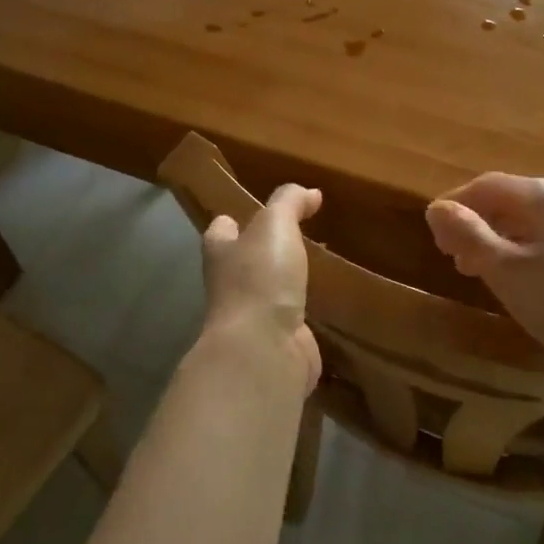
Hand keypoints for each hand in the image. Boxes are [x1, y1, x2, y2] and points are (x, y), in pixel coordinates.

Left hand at [197, 184, 323, 395]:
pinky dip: (303, 314)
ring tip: (311, 268)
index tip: (248, 213)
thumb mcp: (275, 225)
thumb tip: (310, 193)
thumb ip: (289, 203)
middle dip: (259, 253)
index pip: (220, 231)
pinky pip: (291, 322)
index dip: (231, 222)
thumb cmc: (260, 278)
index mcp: (221, 253)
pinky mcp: (277, 344)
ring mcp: (252, 318)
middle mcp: (230, 286)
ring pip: (267, 293)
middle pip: (241, 263)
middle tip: (292, 238)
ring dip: (284, 284)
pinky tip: (323, 306)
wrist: (264, 350)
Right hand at [425, 175, 543, 367]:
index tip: (432, 235)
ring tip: (471, 270)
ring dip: (489, 240)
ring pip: (519, 221)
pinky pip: (536, 238)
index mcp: (539, 194)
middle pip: (502, 200)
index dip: (453, 205)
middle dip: (471, 224)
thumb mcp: (504, 268)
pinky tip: (507, 278)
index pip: (483, 185)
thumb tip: (435, 207)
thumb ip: (467, 234)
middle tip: (449, 256)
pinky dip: (512, 251)